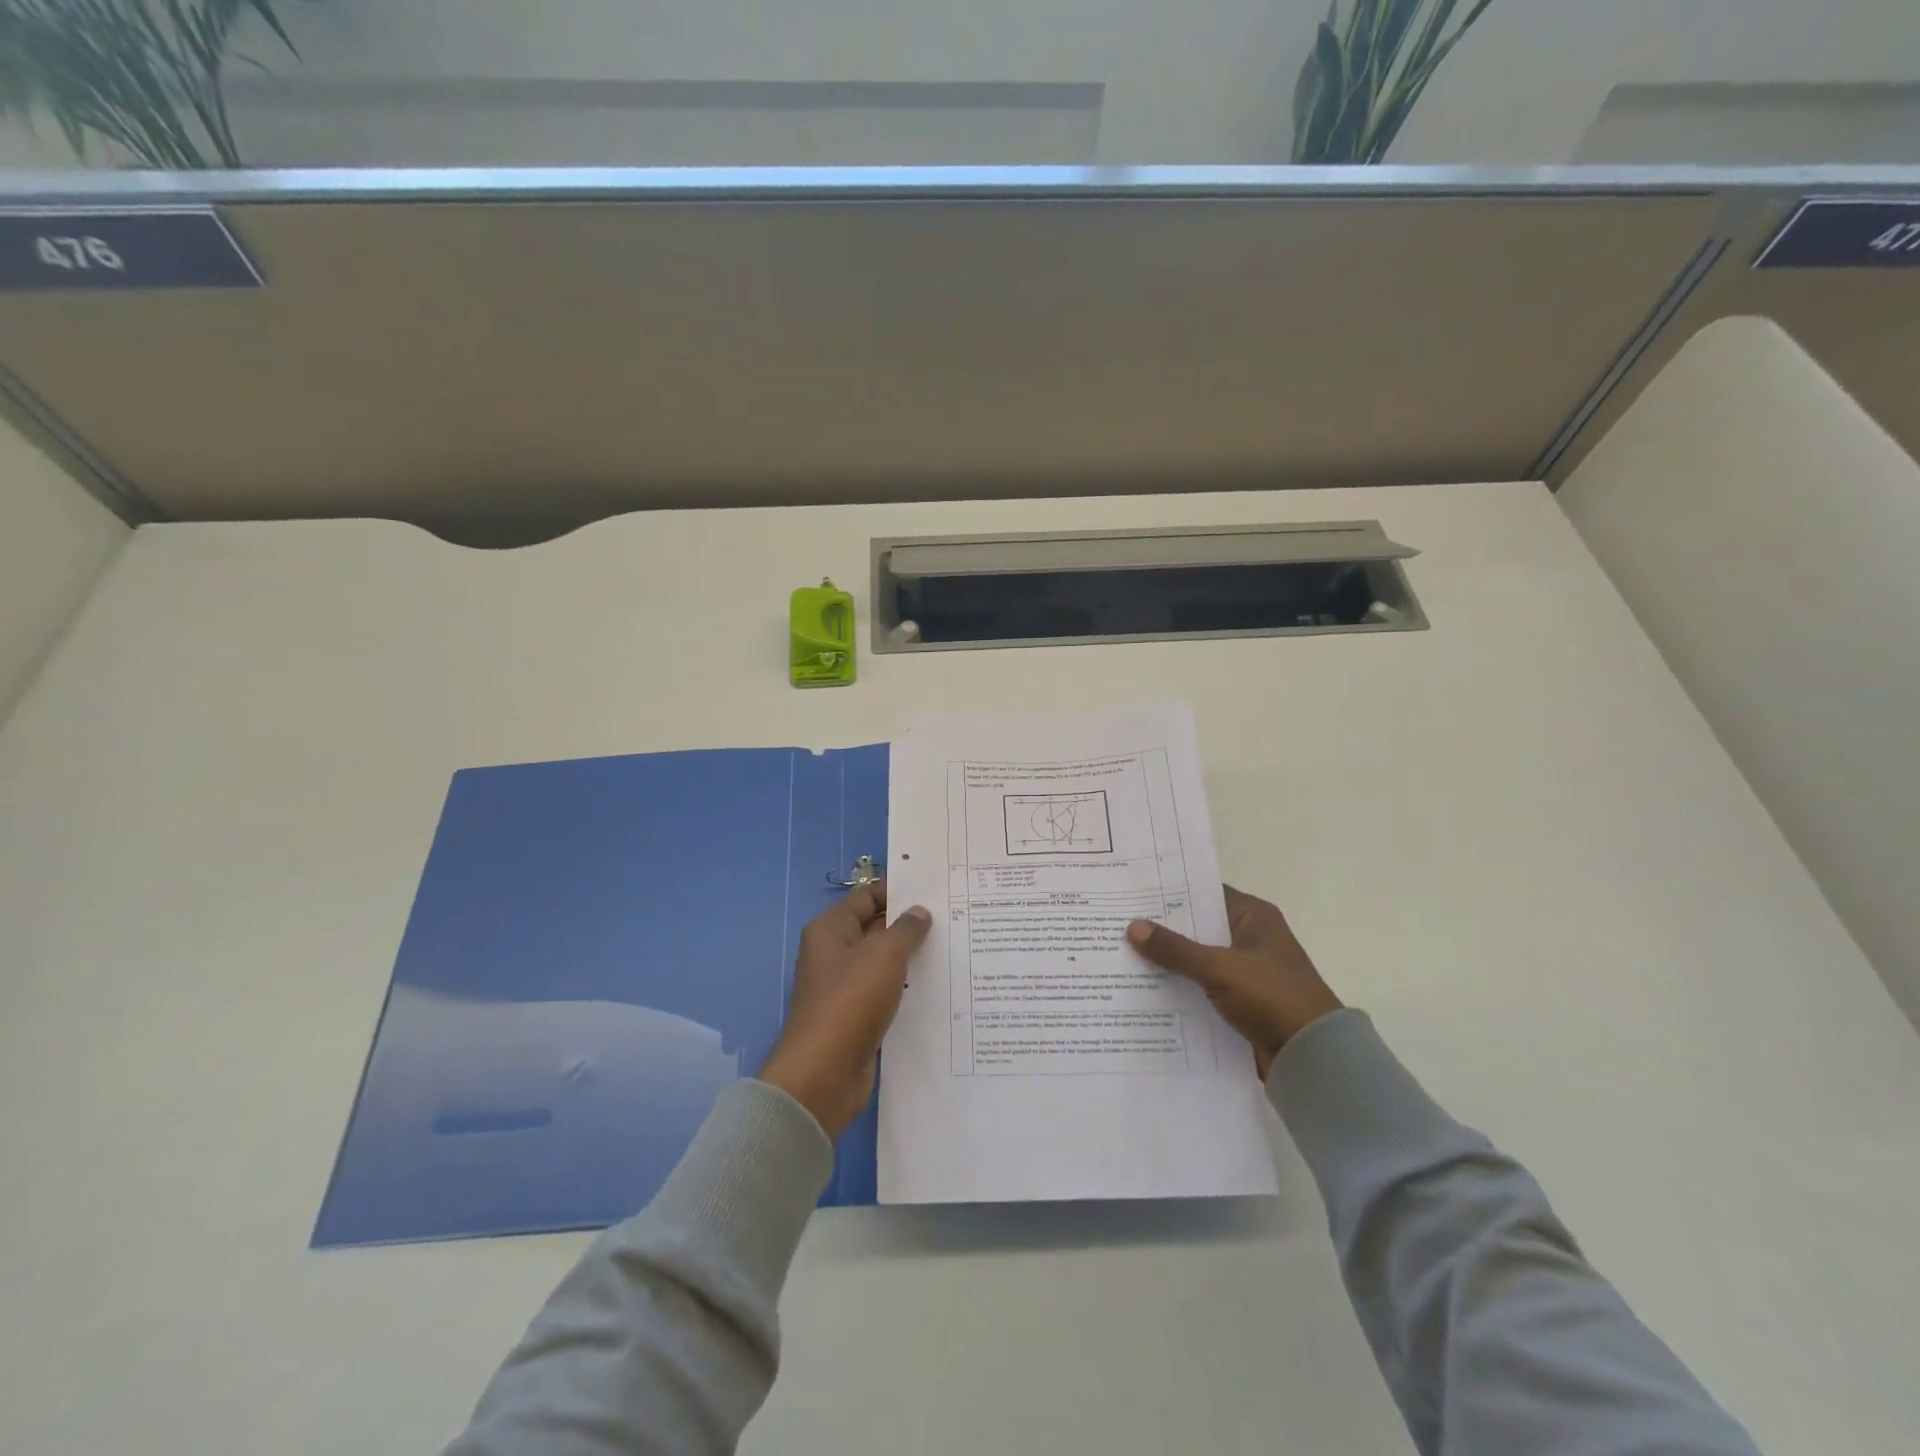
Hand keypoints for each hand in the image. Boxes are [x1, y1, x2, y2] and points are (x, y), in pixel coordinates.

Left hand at [757, 883, 930, 1136]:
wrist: (824, 1074)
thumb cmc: (850, 1001)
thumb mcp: (884, 955)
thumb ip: (906, 930)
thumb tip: (920, 912)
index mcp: (831, 929)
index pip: (868, 897)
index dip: (899, 891)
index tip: (936, 890)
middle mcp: (834, 953)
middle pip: (876, 928)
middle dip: (910, 925)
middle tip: (954, 918)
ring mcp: (845, 986)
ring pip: (884, 963)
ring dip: (912, 958)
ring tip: (954, 948)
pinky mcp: (857, 1016)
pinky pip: (886, 992)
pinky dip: (907, 989)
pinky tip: (939, 987)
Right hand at [1127, 886, 1341, 1078]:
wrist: (1312, 1058)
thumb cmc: (1271, 997)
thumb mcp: (1218, 968)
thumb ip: (1175, 948)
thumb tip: (1133, 926)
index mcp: (1254, 917)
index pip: (1204, 893)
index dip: (1170, 893)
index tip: (1133, 892)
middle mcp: (1250, 938)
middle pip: (1198, 927)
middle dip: (1162, 929)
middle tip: (1118, 922)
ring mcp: (1246, 972)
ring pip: (1197, 959)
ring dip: (1169, 961)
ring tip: (1122, 954)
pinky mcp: (1241, 1002)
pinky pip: (1202, 987)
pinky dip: (1180, 988)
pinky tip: (1145, 989)